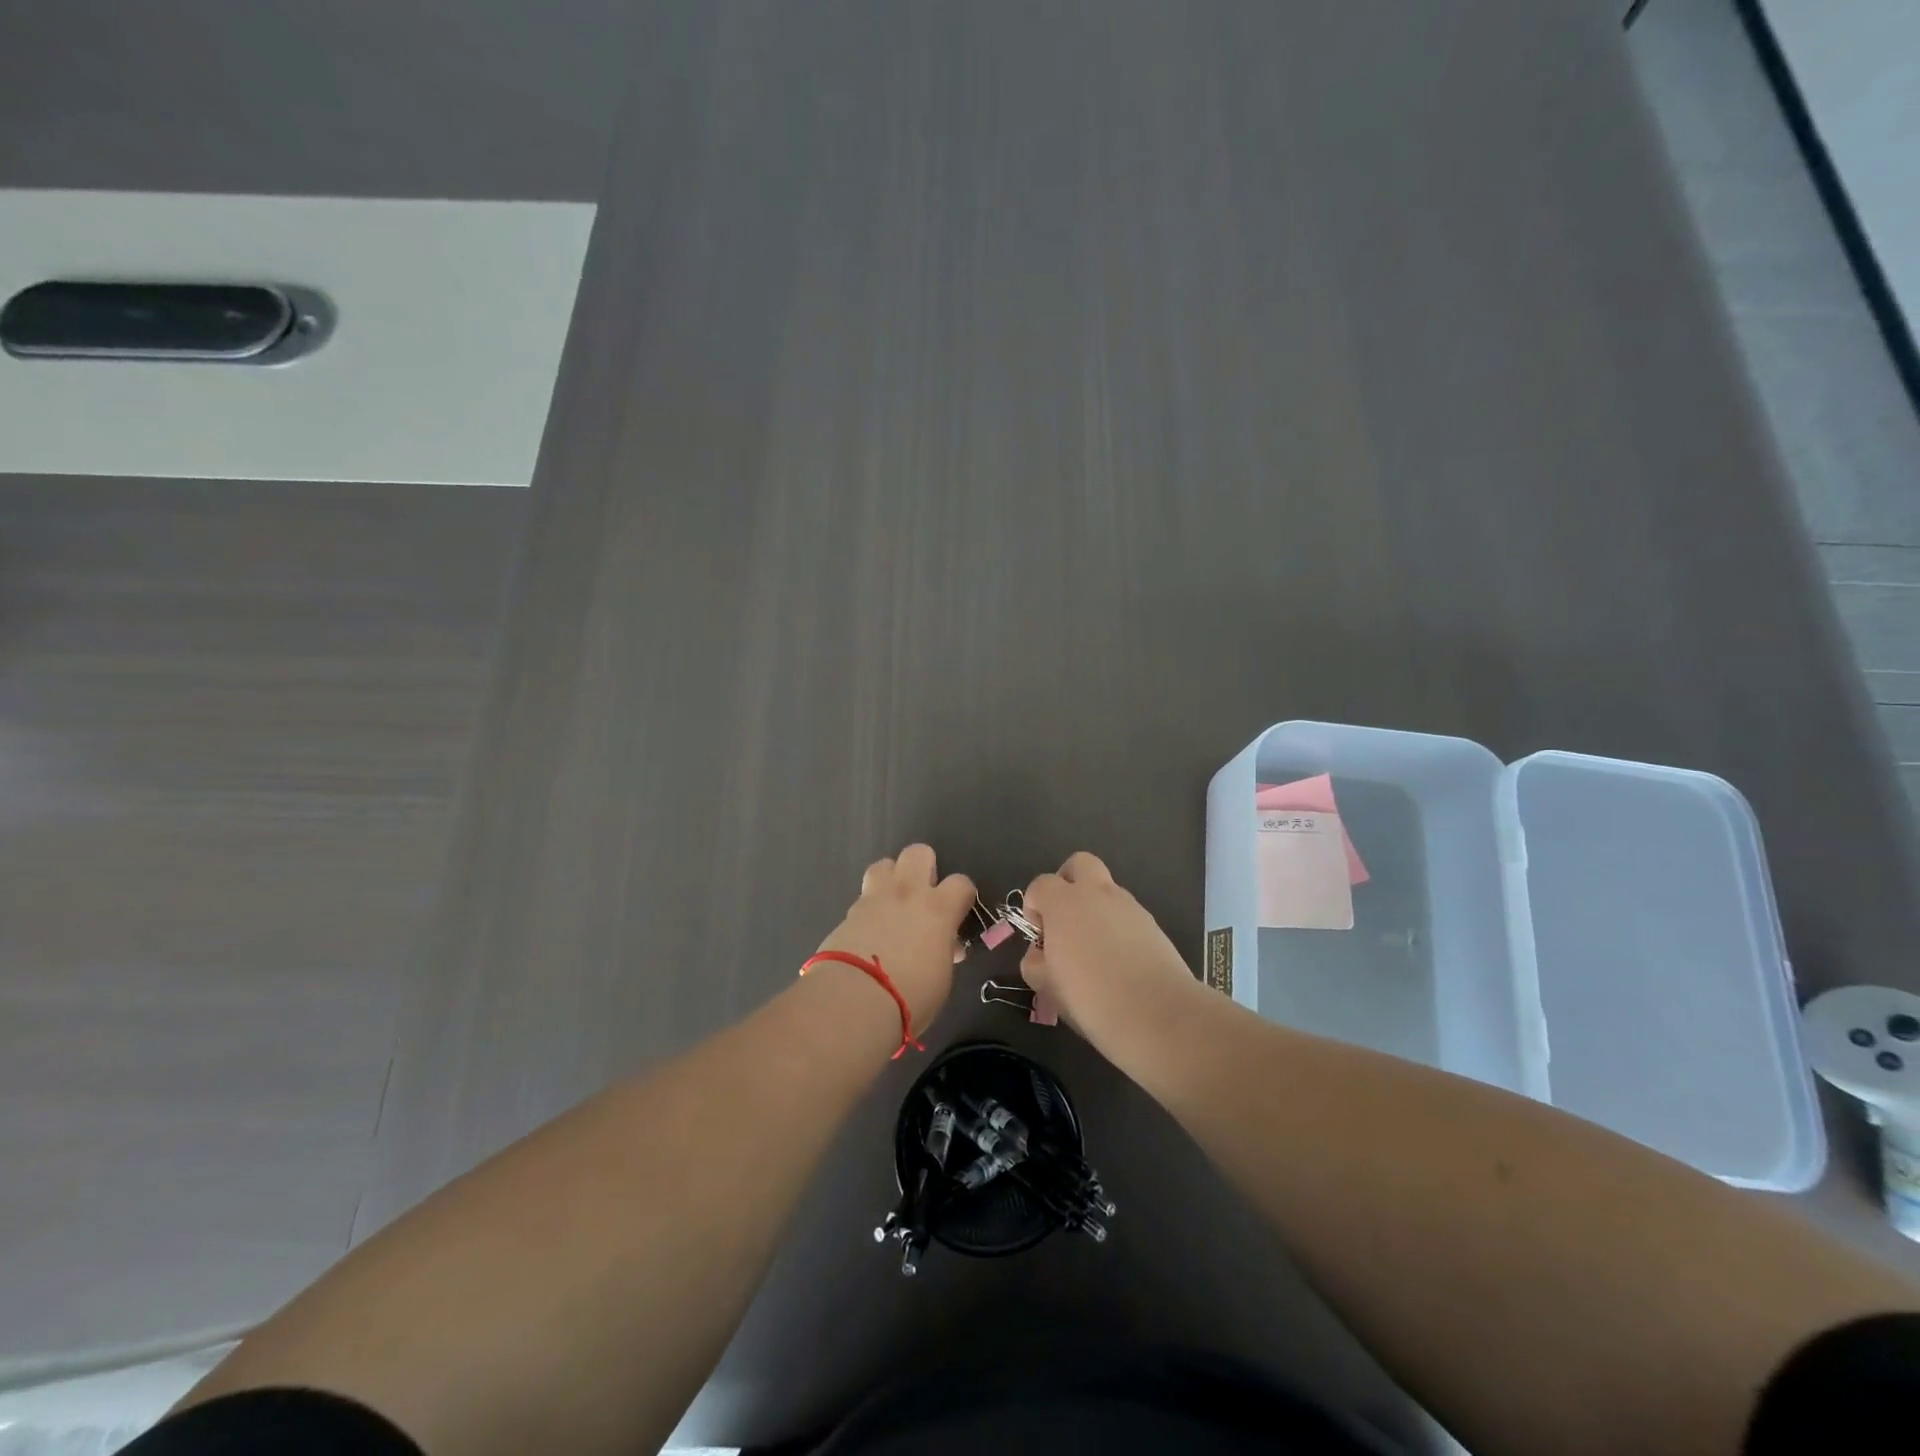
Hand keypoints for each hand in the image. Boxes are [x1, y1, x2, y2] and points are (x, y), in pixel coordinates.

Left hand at [816, 844, 975, 1037]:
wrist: (854, 999)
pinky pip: (863, 897)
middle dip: (924, 867)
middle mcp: (907, 894)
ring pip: (884, 864)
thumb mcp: (941, 978)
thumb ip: (944, 952)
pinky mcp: (848, 913)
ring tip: (893, 904)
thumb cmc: (910, 996)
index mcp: (938, 909)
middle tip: (923, 895)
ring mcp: (874, 899)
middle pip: (918, 853)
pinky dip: (870, 908)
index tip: (959, 912)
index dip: (963, 895)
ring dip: (891, 879)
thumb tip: (944, 946)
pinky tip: (869, 931)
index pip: (962, 883)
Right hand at [1019, 852, 1201, 1050]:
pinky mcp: (1154, 925)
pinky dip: (1118, 928)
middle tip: (1065, 920)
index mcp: (1065, 903)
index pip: (1041, 884)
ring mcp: (1130, 906)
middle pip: (1080, 864)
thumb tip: (1041, 953)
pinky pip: (1127, 915)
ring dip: (1095, 908)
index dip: (1034, 906)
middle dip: (1068, 883)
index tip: (1039, 936)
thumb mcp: (1046, 987)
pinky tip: (1119, 963)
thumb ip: (1035, 962)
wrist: (1157, 1014)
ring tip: (1095, 952)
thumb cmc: (1090, 998)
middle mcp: (1097, 894)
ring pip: (1107, 891)